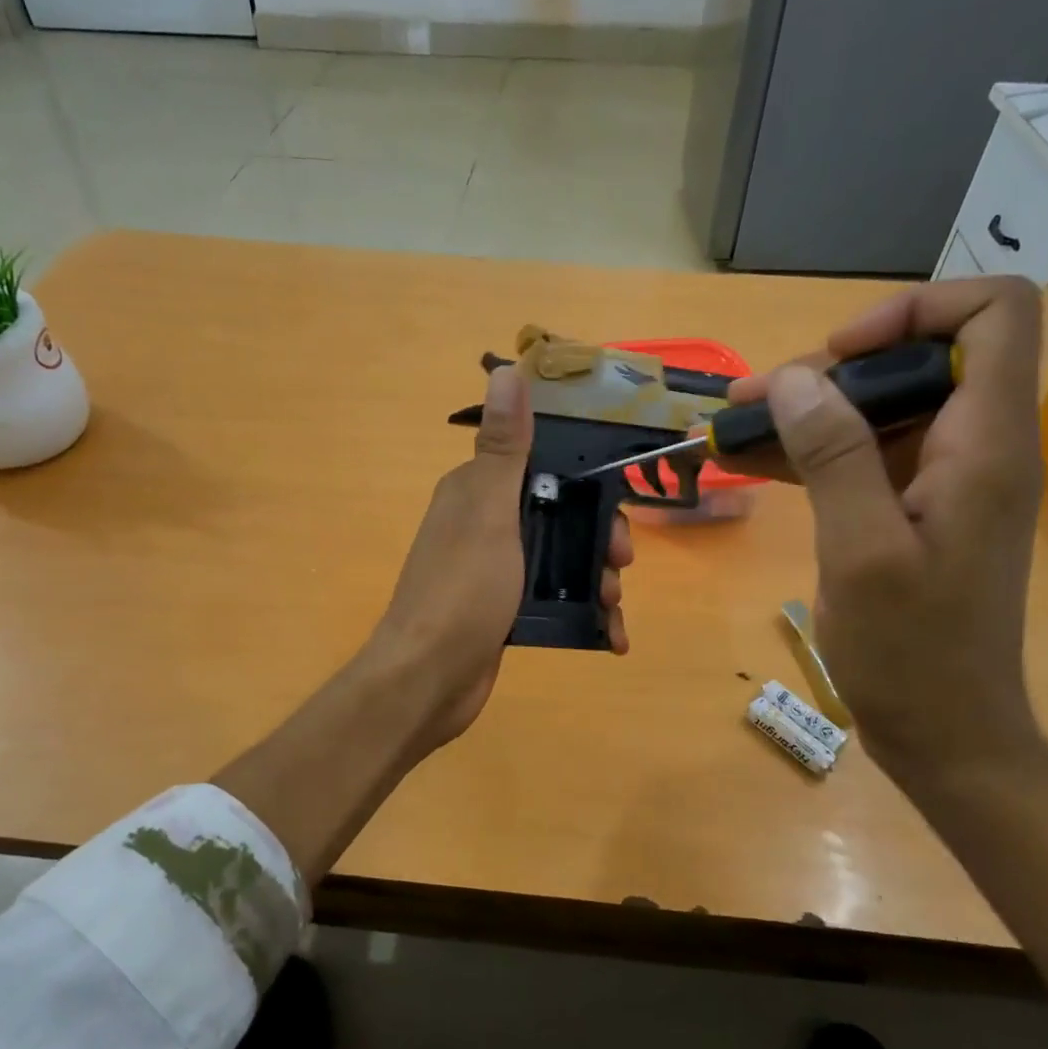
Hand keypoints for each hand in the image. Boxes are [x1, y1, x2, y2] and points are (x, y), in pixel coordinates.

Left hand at [367, 365, 633, 750]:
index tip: (617, 507)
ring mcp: (494, 571)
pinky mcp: (502, 611)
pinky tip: (609, 635)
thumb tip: (506, 370)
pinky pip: (552, 599)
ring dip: (595, 578)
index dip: (586, 482)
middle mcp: (484, 525)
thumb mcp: (489, 512)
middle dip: (597, 538)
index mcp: (477, 492)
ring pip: (560, 559)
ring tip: (612, 605)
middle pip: (559, 515)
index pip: (543, 467)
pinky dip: (583, 613)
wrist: (428, 678)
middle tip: (619, 563)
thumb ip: (504, 449)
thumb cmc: (462, 590)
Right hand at [716, 277, 1044, 780]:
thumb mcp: (861, 550)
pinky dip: (812, 455)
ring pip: (881, 411)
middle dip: (832, 371)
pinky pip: (865, 459)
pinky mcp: (915, 513)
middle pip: (918, 360)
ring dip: (809, 414)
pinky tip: (752, 464)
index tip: (838, 357)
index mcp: (985, 444)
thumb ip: (833, 457)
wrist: (946, 733)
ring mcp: (944, 483)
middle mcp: (976, 448)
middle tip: (754, 402)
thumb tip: (797, 378)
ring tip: (734, 429)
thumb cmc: (911, 651)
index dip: (915, 311)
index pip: (992, 315)